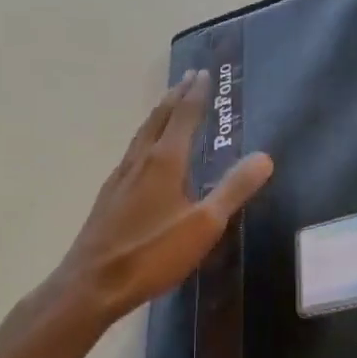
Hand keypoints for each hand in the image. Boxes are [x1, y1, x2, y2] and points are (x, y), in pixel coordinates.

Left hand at [54, 71, 273, 323]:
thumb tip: (264, 156)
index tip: (203, 74)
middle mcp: (140, 160)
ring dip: (158, 114)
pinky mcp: (109, 196)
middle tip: (187, 77)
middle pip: (159, 119)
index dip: (196, 95)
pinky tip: (143, 153)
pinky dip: (145, 138)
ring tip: (167, 104)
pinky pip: (132, 152)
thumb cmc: (152, 254)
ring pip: (141, 134)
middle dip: (175, 97)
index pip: (183, 117)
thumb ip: (233, 189)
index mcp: (164, 161)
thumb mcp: (203, 225)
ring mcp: (120, 177)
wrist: (92, 283)